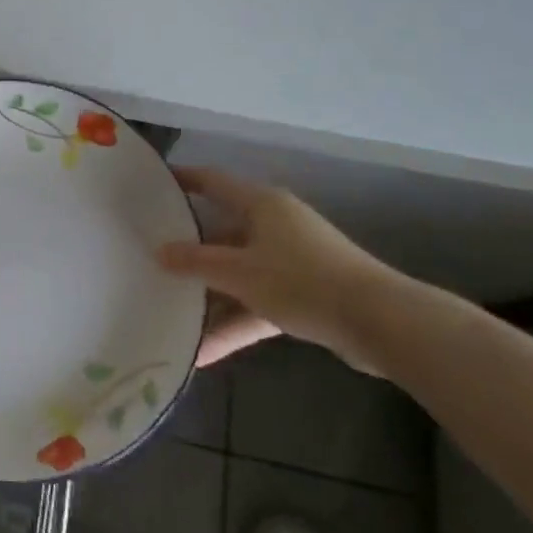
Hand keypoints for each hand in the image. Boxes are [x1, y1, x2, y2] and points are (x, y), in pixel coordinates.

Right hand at [158, 167, 406, 374]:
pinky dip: (236, 324)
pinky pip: (258, 304)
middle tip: (152, 258)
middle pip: (223, 234)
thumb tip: (160, 252)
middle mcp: (275, 225)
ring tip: (171, 317)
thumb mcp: (240, 272)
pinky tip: (206, 352)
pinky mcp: (304, 296)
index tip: (154, 183)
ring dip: (211, 299)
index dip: (184, 180)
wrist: (380, 323)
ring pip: (239, 275)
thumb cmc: (302, 281)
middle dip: (190, 252)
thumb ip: (197, 262)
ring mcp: (291, 262)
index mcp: (261, 204)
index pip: (213, 182)